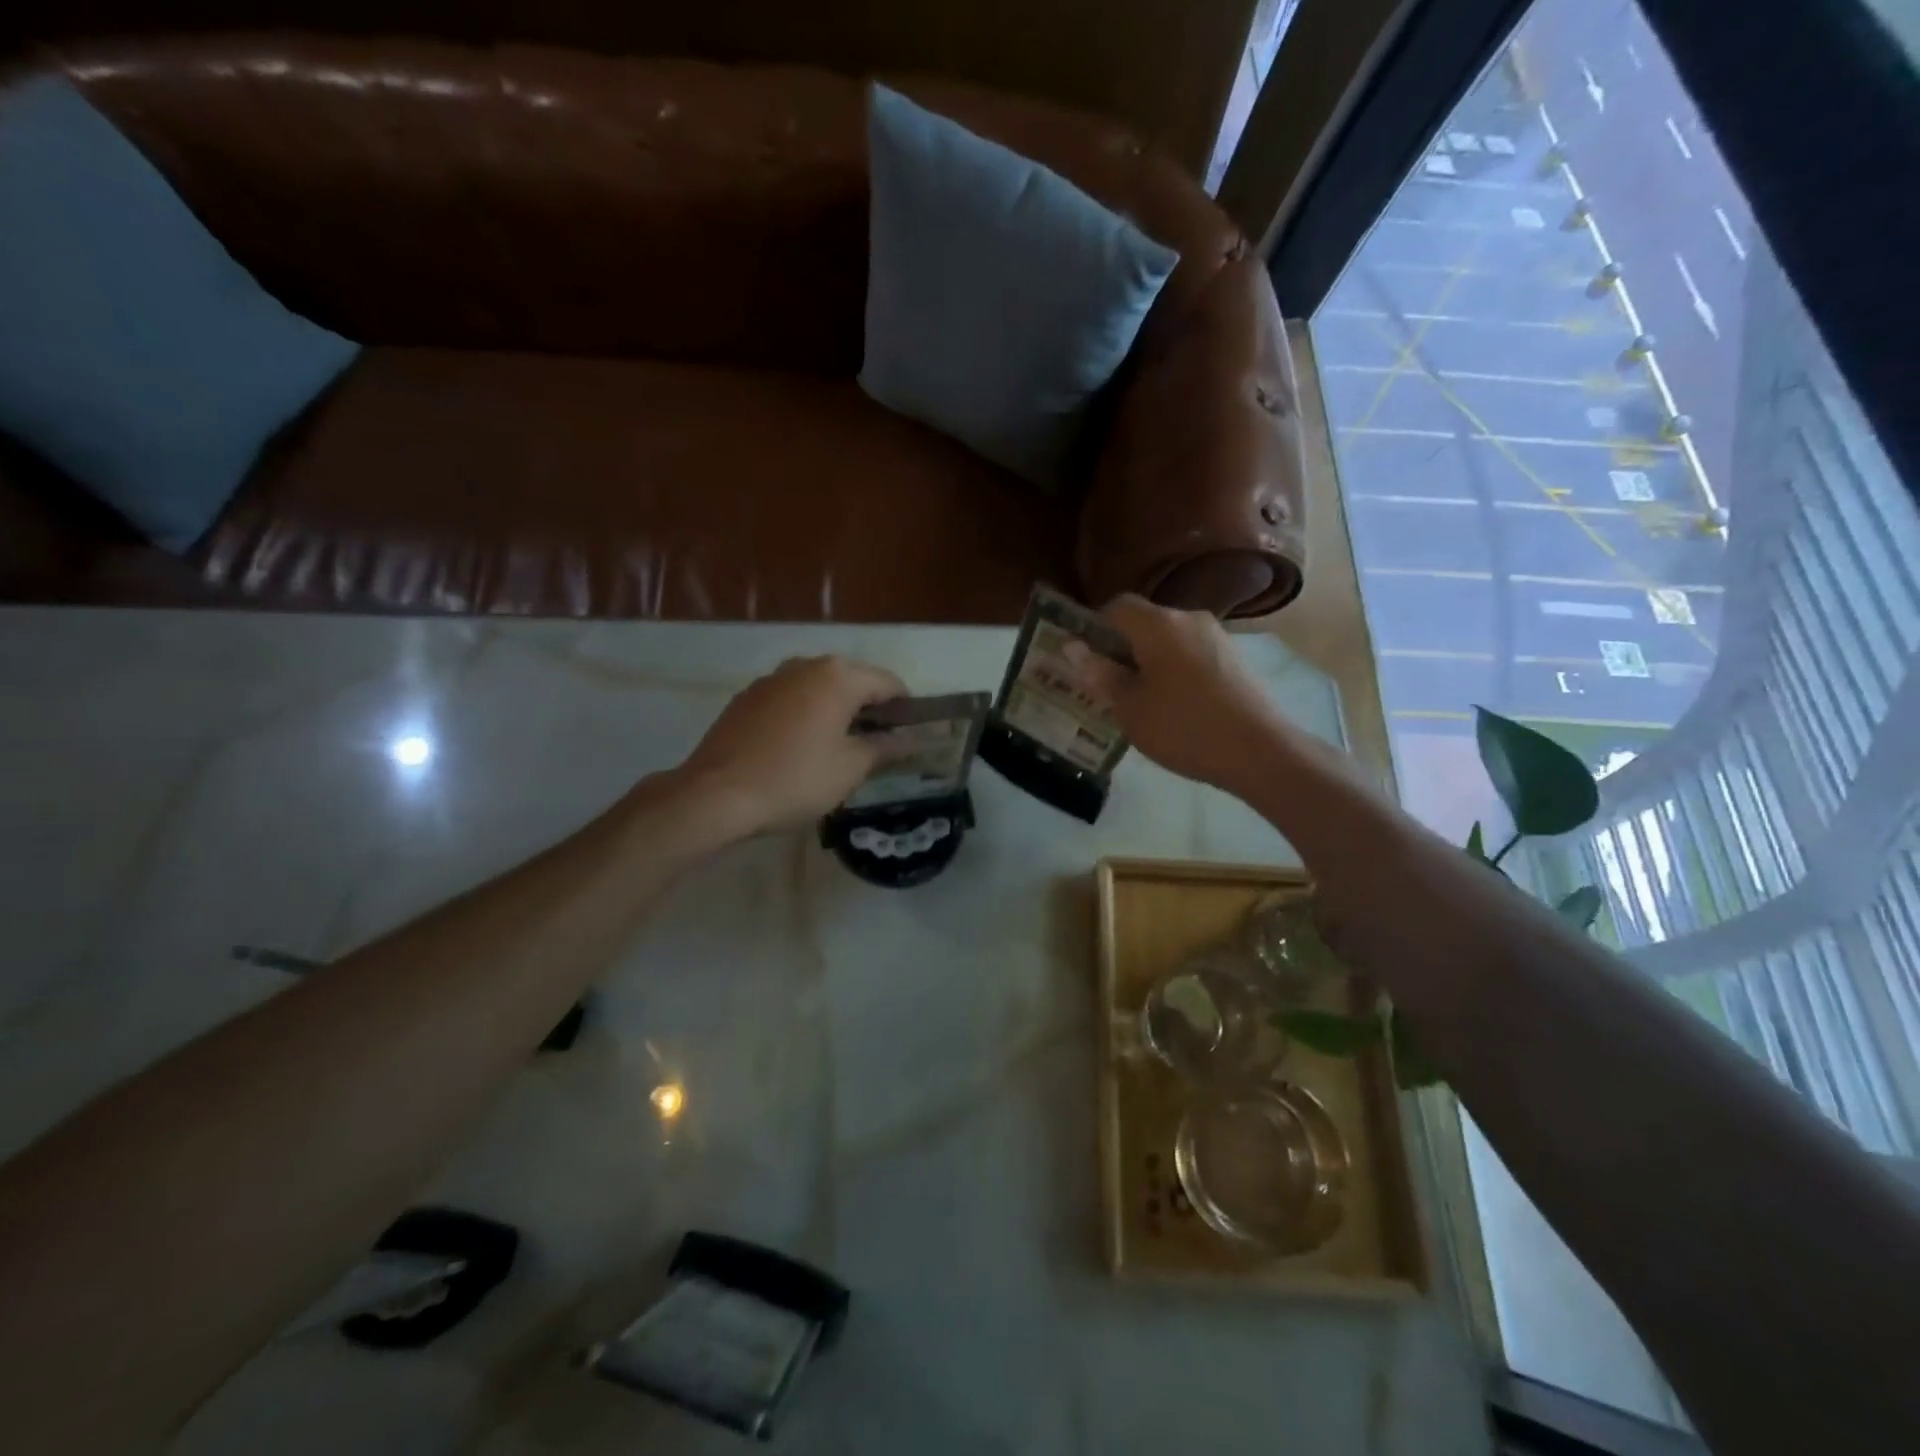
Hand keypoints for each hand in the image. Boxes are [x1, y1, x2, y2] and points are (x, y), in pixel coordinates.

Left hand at [675, 656, 906, 835]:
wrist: (716, 794)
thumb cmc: (795, 779)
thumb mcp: (850, 768)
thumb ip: (884, 748)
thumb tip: (909, 740)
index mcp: (838, 677)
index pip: (887, 682)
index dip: (904, 707)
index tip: (909, 734)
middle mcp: (806, 666)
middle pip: (852, 678)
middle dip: (869, 706)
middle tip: (877, 743)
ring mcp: (772, 679)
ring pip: (818, 687)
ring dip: (836, 708)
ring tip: (839, 744)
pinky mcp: (747, 697)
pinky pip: (790, 698)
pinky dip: (805, 713)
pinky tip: (800, 745)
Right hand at [1068, 595, 1296, 799]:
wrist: (1260, 752)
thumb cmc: (1183, 727)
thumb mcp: (1130, 707)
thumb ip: (1102, 674)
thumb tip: (1074, 647)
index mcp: (1158, 624)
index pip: (1116, 606)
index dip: (1094, 626)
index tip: (1084, 659)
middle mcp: (1188, 618)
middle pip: (1144, 621)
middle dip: (1120, 647)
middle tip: (1105, 685)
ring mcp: (1216, 637)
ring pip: (1168, 640)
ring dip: (1147, 661)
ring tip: (1138, 700)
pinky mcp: (1234, 658)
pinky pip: (1191, 654)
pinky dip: (1173, 670)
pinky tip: (1172, 705)